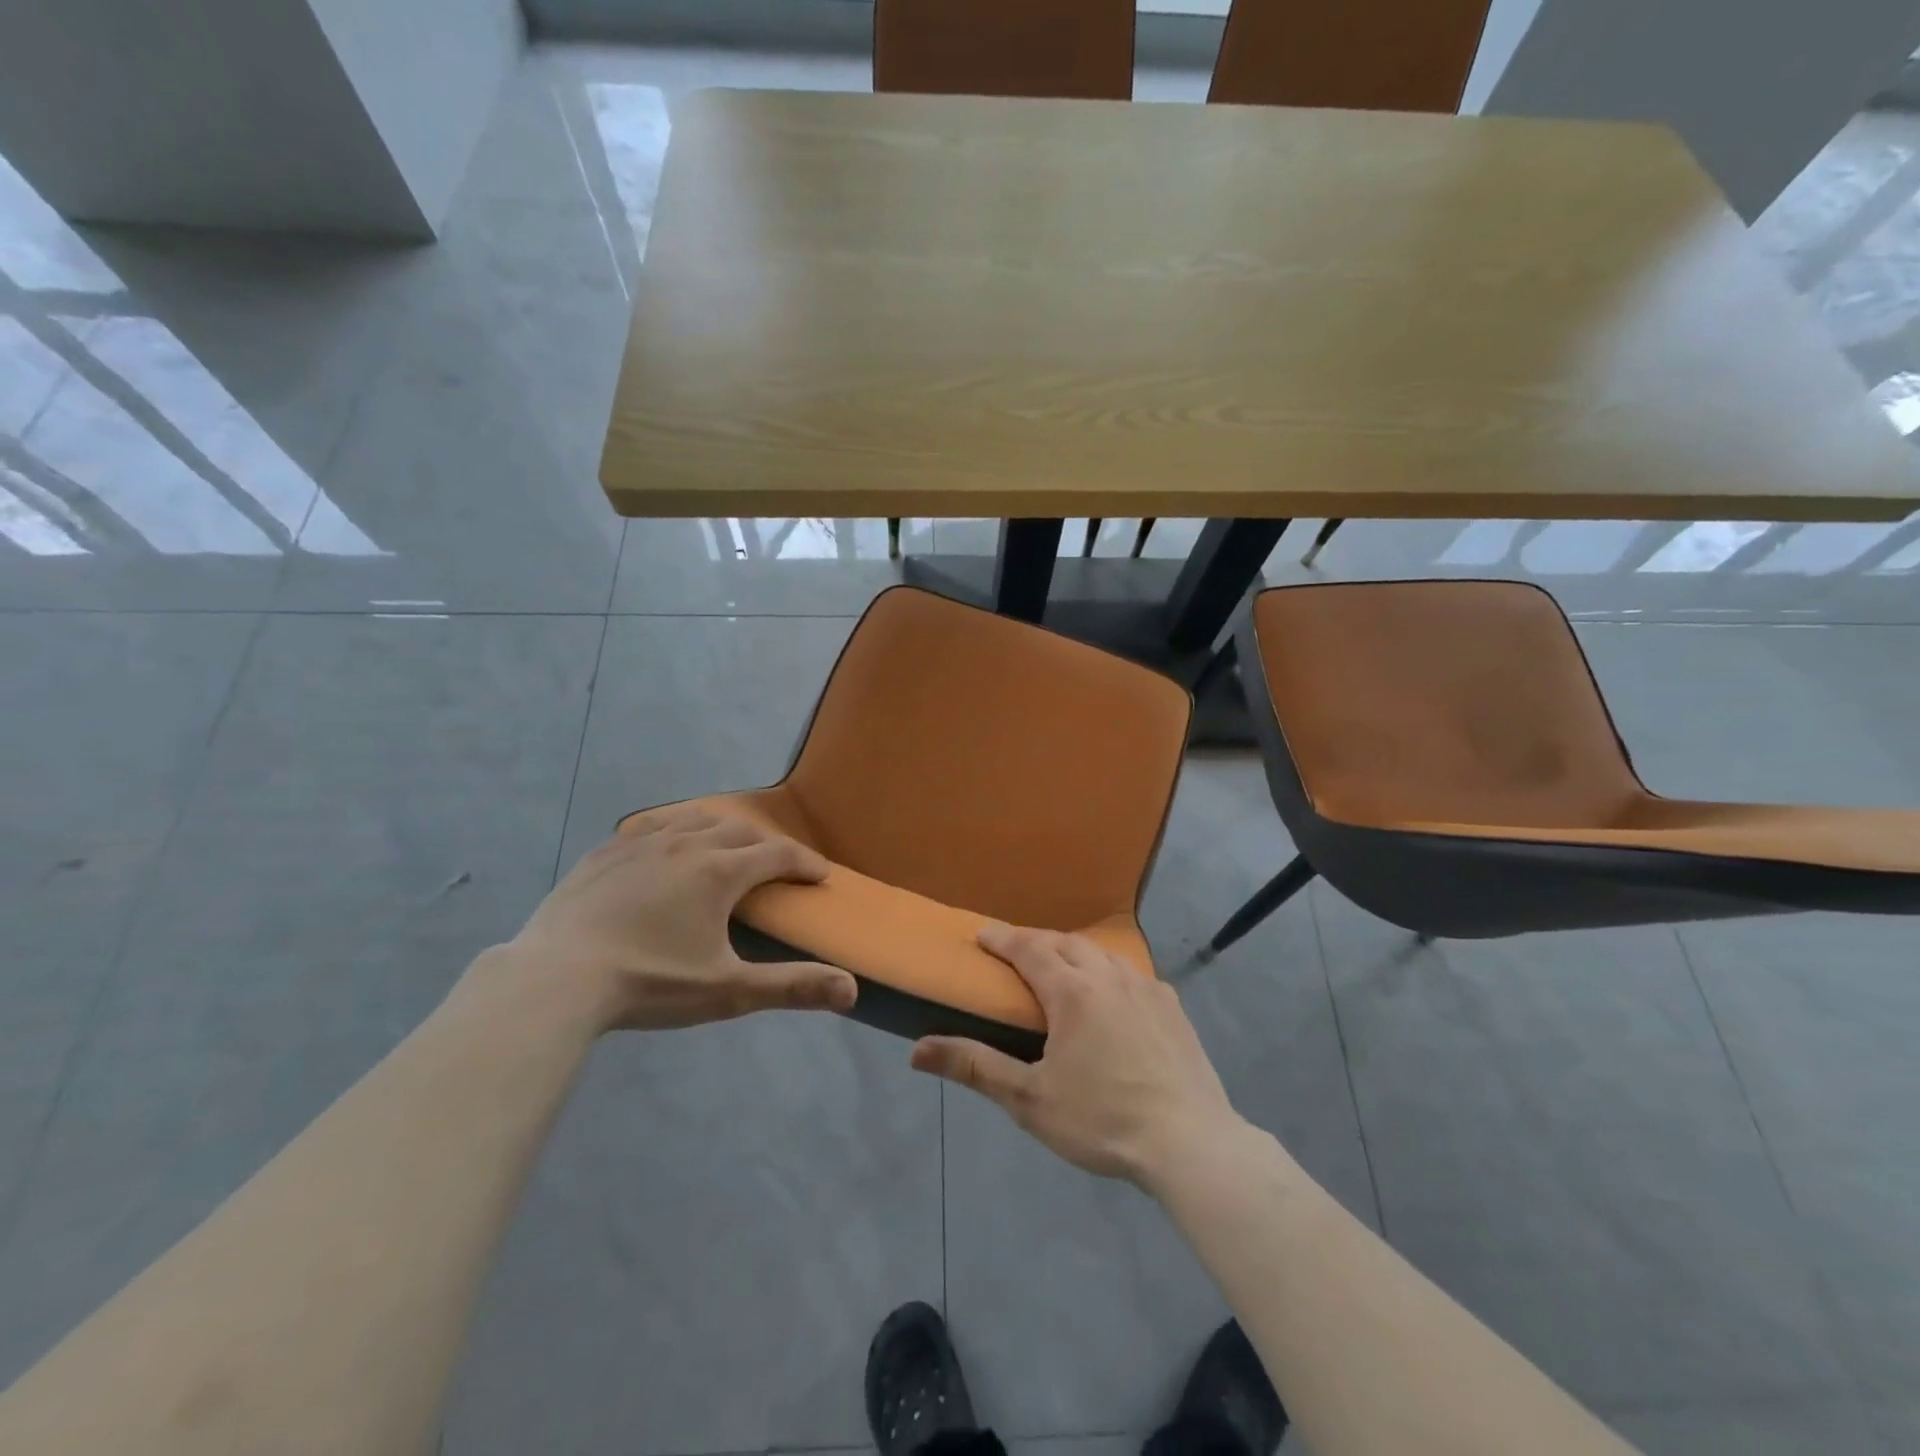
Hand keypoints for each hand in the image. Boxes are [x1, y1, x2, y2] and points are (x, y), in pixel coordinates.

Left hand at [501, 804, 856, 1030]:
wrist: (556, 978)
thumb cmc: (650, 983)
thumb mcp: (727, 992)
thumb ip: (792, 987)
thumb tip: (852, 989)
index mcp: (720, 871)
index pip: (778, 855)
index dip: (805, 863)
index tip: (820, 875)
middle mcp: (688, 843)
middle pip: (741, 830)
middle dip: (767, 844)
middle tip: (777, 866)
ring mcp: (642, 842)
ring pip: (696, 818)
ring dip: (723, 828)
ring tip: (728, 846)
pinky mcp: (607, 850)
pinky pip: (652, 825)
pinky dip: (676, 829)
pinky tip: (668, 846)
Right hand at [911, 924, 1242, 1183]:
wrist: (1190, 1143)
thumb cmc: (1102, 1119)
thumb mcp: (1029, 1099)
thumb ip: (974, 1067)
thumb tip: (917, 1049)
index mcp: (1072, 991)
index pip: (1028, 949)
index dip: (1002, 939)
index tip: (981, 934)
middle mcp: (1109, 976)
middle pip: (1066, 942)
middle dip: (1037, 941)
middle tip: (1016, 954)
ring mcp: (1147, 988)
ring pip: (1102, 954)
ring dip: (1074, 953)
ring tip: (1061, 970)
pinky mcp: (1173, 1008)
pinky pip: (1132, 974)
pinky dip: (1109, 973)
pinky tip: (1112, 996)